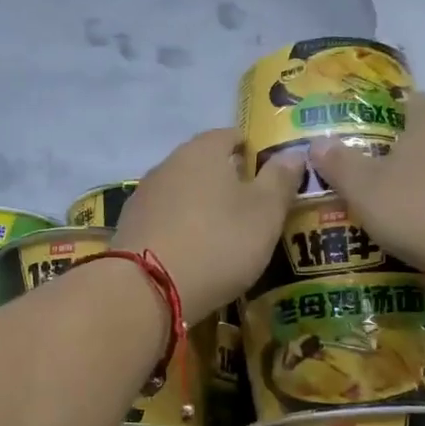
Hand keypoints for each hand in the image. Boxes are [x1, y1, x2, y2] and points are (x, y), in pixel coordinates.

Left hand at [113, 130, 304, 317]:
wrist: (147, 289)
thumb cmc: (217, 243)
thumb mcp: (265, 213)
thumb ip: (280, 180)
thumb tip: (294, 153)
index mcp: (203, 151)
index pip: (231, 135)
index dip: (252, 150)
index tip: (270, 174)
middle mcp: (168, 164)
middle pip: (203, 164)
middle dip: (226, 181)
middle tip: (252, 208)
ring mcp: (144, 196)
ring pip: (182, 193)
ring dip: (201, 207)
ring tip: (223, 234)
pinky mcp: (130, 228)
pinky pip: (165, 220)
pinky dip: (181, 229)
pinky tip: (193, 253)